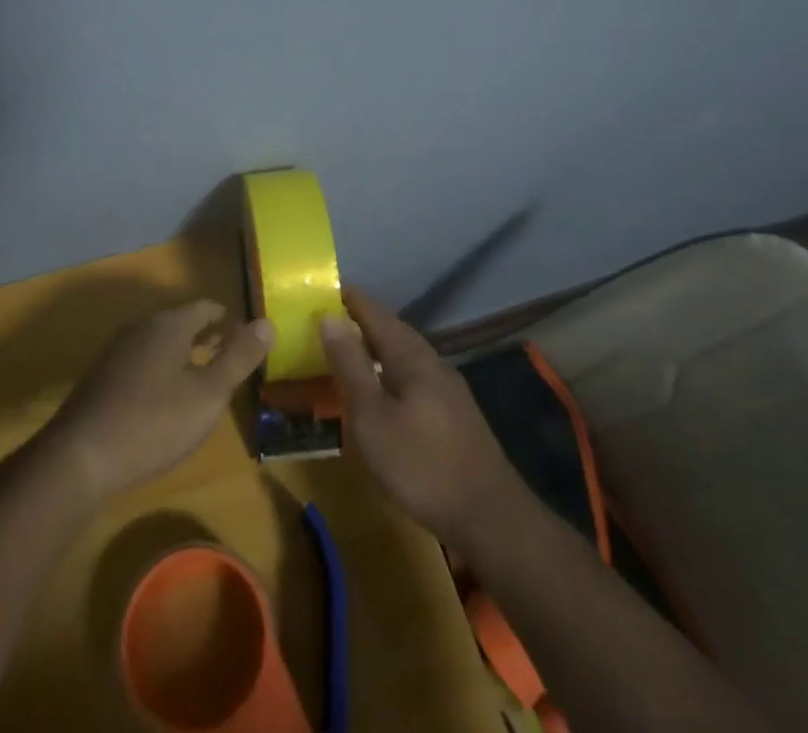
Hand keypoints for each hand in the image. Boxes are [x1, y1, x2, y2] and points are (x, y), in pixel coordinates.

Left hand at [49, 300, 272, 500]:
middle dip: (207, 337)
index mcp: (170, 324)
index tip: (246, 342)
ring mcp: (117, 350)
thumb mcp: (208, 394)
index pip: (207, 308)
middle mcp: (142, 327)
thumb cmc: (154, 422)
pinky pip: (140, 361)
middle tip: (228, 361)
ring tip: (200, 382)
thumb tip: (267, 322)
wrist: (81, 456)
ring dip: (183, 354)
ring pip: (160, 342)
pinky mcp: (101, 376)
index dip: (230, 322)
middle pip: (182, 322)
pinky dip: (160, 370)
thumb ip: (239, 357)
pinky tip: (163, 402)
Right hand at [318, 287, 525, 547]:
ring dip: (371, 349)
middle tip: (321, 323)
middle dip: (356, 322)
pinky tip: (377, 394)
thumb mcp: (372, 417)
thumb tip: (329, 316)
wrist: (490, 517)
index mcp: (410, 353)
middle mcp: (431, 360)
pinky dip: (385, 373)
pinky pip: (410, 377)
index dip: (345, 297)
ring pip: (401, 355)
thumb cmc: (422, 464)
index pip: (372, 310)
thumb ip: (350, 365)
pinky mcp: (452, 414)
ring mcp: (446, 387)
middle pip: (388, 329)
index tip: (316, 290)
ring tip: (343, 355)